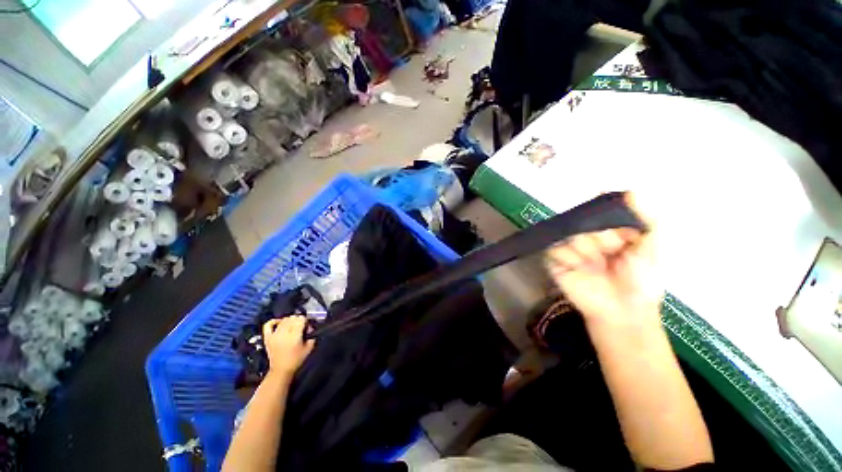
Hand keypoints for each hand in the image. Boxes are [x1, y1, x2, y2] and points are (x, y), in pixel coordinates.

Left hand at [262, 316, 314, 378]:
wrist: (281, 370)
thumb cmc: (296, 359)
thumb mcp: (309, 348)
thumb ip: (311, 335)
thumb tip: (309, 327)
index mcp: (295, 336)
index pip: (301, 319)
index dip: (305, 320)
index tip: (307, 326)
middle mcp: (284, 333)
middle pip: (292, 318)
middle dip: (298, 320)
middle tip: (301, 326)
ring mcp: (274, 335)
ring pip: (283, 320)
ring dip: (289, 320)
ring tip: (292, 326)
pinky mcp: (267, 338)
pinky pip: (268, 325)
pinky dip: (274, 321)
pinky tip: (279, 323)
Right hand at [545, 193, 663, 327]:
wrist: (623, 310)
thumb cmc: (642, 279)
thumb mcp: (653, 246)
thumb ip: (647, 217)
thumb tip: (631, 190)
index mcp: (609, 231)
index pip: (600, 211)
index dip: (608, 216)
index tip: (618, 226)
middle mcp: (588, 237)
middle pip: (583, 221)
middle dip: (601, 236)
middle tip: (613, 252)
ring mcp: (571, 249)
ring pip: (568, 234)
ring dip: (585, 249)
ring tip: (596, 265)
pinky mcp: (556, 261)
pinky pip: (554, 249)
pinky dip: (567, 257)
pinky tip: (580, 269)